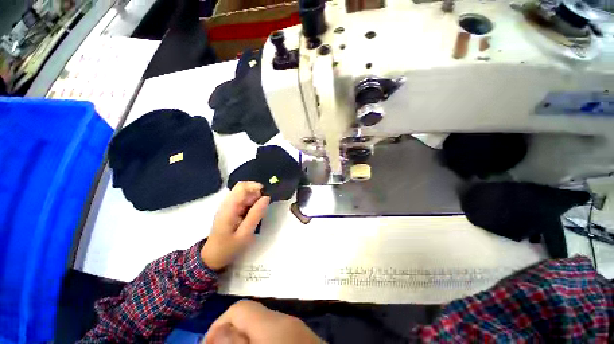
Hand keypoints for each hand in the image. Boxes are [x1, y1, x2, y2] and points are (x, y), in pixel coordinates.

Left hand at [202, 182, 269, 270]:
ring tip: (258, 213)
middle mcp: (227, 203)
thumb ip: (256, 214)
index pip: (242, 187)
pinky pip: (243, 200)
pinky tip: (253, 214)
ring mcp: (228, 205)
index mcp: (229, 207)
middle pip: (244, 188)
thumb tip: (266, 197)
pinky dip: (251, 204)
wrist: (212, 257)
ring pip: (244, 194)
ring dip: (254, 199)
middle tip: (263, 207)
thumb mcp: (245, 234)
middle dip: (256, 194)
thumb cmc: (229, 247)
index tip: (266, 196)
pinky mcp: (230, 209)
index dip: (256, 187)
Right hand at [205, 300, 321, 343]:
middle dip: (233, 334)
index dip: (219, 324)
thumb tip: (219, 329)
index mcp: (273, 322)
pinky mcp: (306, 338)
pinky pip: (279, 335)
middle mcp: (286, 320)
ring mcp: (299, 329)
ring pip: (264, 327)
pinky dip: (265, 341)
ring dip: (248, 339)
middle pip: (252, 317)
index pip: (240, 307)